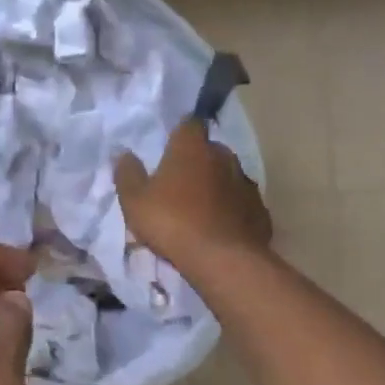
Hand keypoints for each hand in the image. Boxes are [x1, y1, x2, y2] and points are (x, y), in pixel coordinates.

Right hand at [115, 118, 271, 272]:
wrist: (222, 259)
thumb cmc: (172, 222)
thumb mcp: (134, 201)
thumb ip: (128, 174)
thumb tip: (124, 154)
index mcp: (192, 147)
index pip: (189, 124)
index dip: (180, 133)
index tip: (170, 147)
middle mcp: (224, 156)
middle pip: (210, 150)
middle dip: (197, 161)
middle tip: (180, 182)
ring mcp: (246, 183)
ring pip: (228, 177)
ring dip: (215, 186)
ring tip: (200, 208)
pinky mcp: (260, 210)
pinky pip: (241, 204)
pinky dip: (231, 210)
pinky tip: (220, 227)